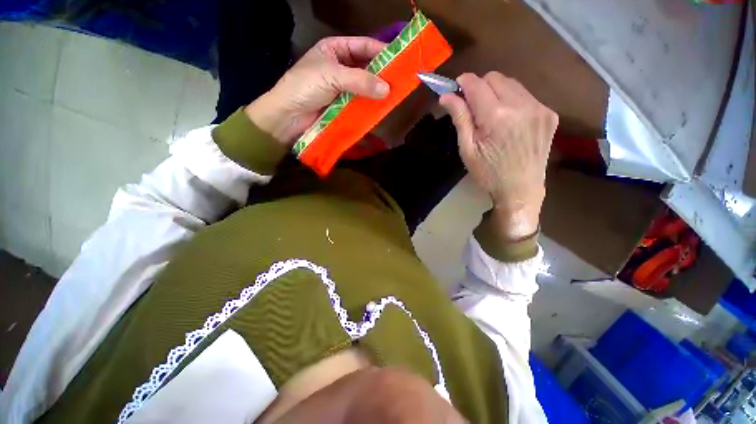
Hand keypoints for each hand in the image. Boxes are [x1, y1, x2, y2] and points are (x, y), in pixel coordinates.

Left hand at [245, 37, 389, 145]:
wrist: (288, 116)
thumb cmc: (305, 86)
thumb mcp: (332, 76)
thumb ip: (360, 80)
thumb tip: (387, 89)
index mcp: (335, 49)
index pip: (363, 46)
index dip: (381, 51)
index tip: (401, 60)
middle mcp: (341, 66)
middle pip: (366, 67)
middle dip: (382, 74)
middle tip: (401, 81)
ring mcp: (343, 88)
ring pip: (365, 87)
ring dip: (377, 91)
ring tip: (395, 96)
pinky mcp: (343, 106)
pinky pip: (360, 103)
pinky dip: (370, 105)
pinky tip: (381, 108)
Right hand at [440, 72, 557, 240]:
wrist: (521, 190)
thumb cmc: (488, 174)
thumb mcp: (467, 149)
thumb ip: (460, 118)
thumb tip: (446, 96)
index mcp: (497, 116)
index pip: (477, 83)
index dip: (463, 83)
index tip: (455, 90)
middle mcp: (521, 105)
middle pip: (495, 78)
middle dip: (480, 87)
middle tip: (472, 108)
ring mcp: (540, 108)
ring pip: (512, 84)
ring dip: (497, 93)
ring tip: (491, 116)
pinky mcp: (549, 114)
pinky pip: (526, 96)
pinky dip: (513, 101)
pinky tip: (509, 121)